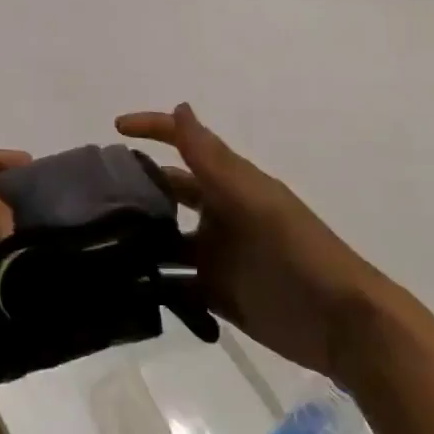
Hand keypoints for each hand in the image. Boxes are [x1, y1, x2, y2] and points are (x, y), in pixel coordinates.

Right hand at [115, 104, 377, 377]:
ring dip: (138, 237)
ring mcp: (215, 256)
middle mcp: (217, 214)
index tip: (115, 129)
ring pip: (165, 238)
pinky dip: (152, 280)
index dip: (154, 130)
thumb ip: (214, 161)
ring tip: (95, 241)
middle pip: (168, 193)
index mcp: (229, 185)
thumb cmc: (299, 252)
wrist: (342, 326)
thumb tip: (179, 107)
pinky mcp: (215, 294)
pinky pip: (174, 282)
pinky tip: (121, 283)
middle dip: (135, 188)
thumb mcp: (254, 201)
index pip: (185, 145)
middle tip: (90, 195)